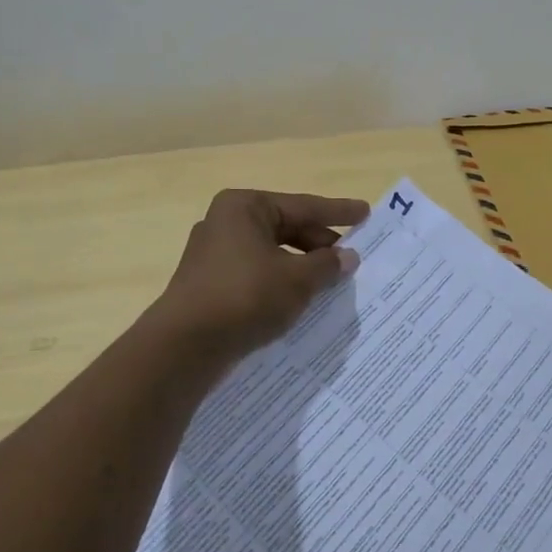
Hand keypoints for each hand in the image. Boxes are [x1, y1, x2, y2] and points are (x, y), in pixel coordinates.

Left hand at [153, 189, 369, 367]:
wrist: (184, 346)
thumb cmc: (246, 296)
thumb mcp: (297, 279)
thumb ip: (327, 264)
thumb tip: (347, 257)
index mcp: (245, 207)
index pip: (303, 205)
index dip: (338, 212)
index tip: (366, 213)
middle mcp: (225, 222)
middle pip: (286, 228)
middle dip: (319, 244)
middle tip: (350, 258)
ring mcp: (213, 254)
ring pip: (271, 253)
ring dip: (301, 266)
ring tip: (330, 282)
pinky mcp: (209, 284)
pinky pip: (256, 274)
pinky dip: (280, 282)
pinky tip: (300, 299)